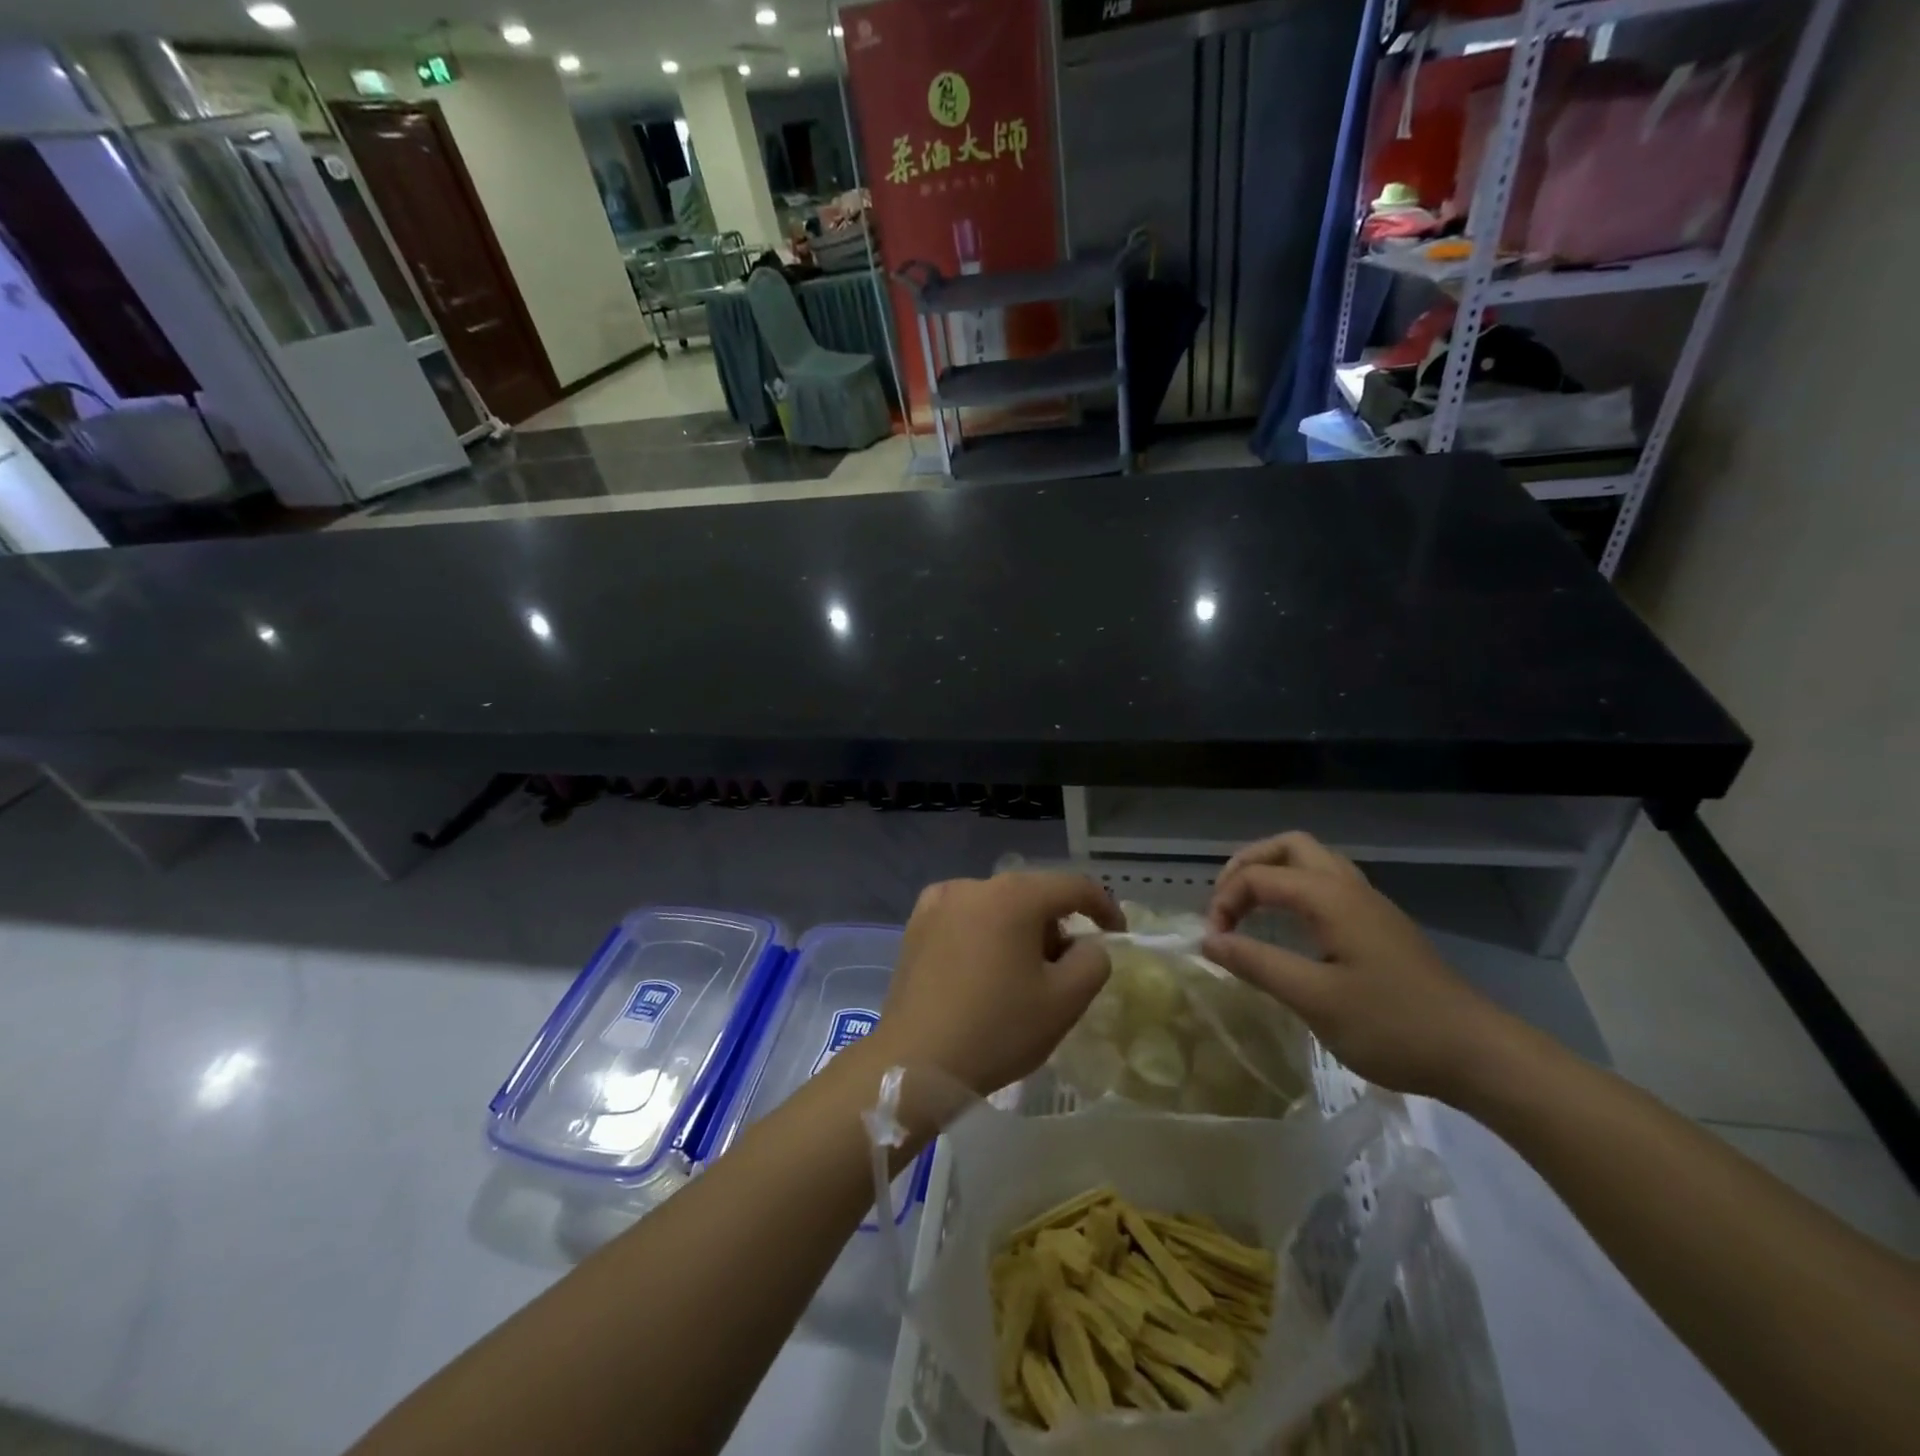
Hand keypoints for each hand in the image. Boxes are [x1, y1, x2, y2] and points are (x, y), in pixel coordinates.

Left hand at [872, 872, 1123, 1096]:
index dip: (1103, 907)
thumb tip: (1087, 944)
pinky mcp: (916, 924)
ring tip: (1021, 977)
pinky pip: (966, 918)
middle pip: (1033, 895)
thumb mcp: (1065, 1001)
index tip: (1118, 934)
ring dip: (1020, 930)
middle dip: (1057, 925)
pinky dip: (986, 934)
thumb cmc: (997, 1029)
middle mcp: (974, 885)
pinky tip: (983, 972)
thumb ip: (1093, 961)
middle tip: (1066, 970)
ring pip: (998, 906)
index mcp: (1014, 896)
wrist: (915, 1062)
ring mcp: (939, 902)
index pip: (1073, 886)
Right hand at [1201, 832, 1509, 1099]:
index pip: (1259, 876)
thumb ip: (1257, 963)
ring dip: (1274, 873)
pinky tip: (1290, 927)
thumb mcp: (1314, 999)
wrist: (1479, 1054)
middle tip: (1225, 903)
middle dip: (1248, 865)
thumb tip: (1209, 941)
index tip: (1214, 944)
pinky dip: (1296, 890)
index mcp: (1330, 897)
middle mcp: (1349, 887)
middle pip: (1289, 846)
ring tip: (1249, 908)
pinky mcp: (1380, 926)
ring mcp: (1369, 904)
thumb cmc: (1393, 1026)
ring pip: (1312, 861)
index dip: (1225, 902)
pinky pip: (1328, 884)